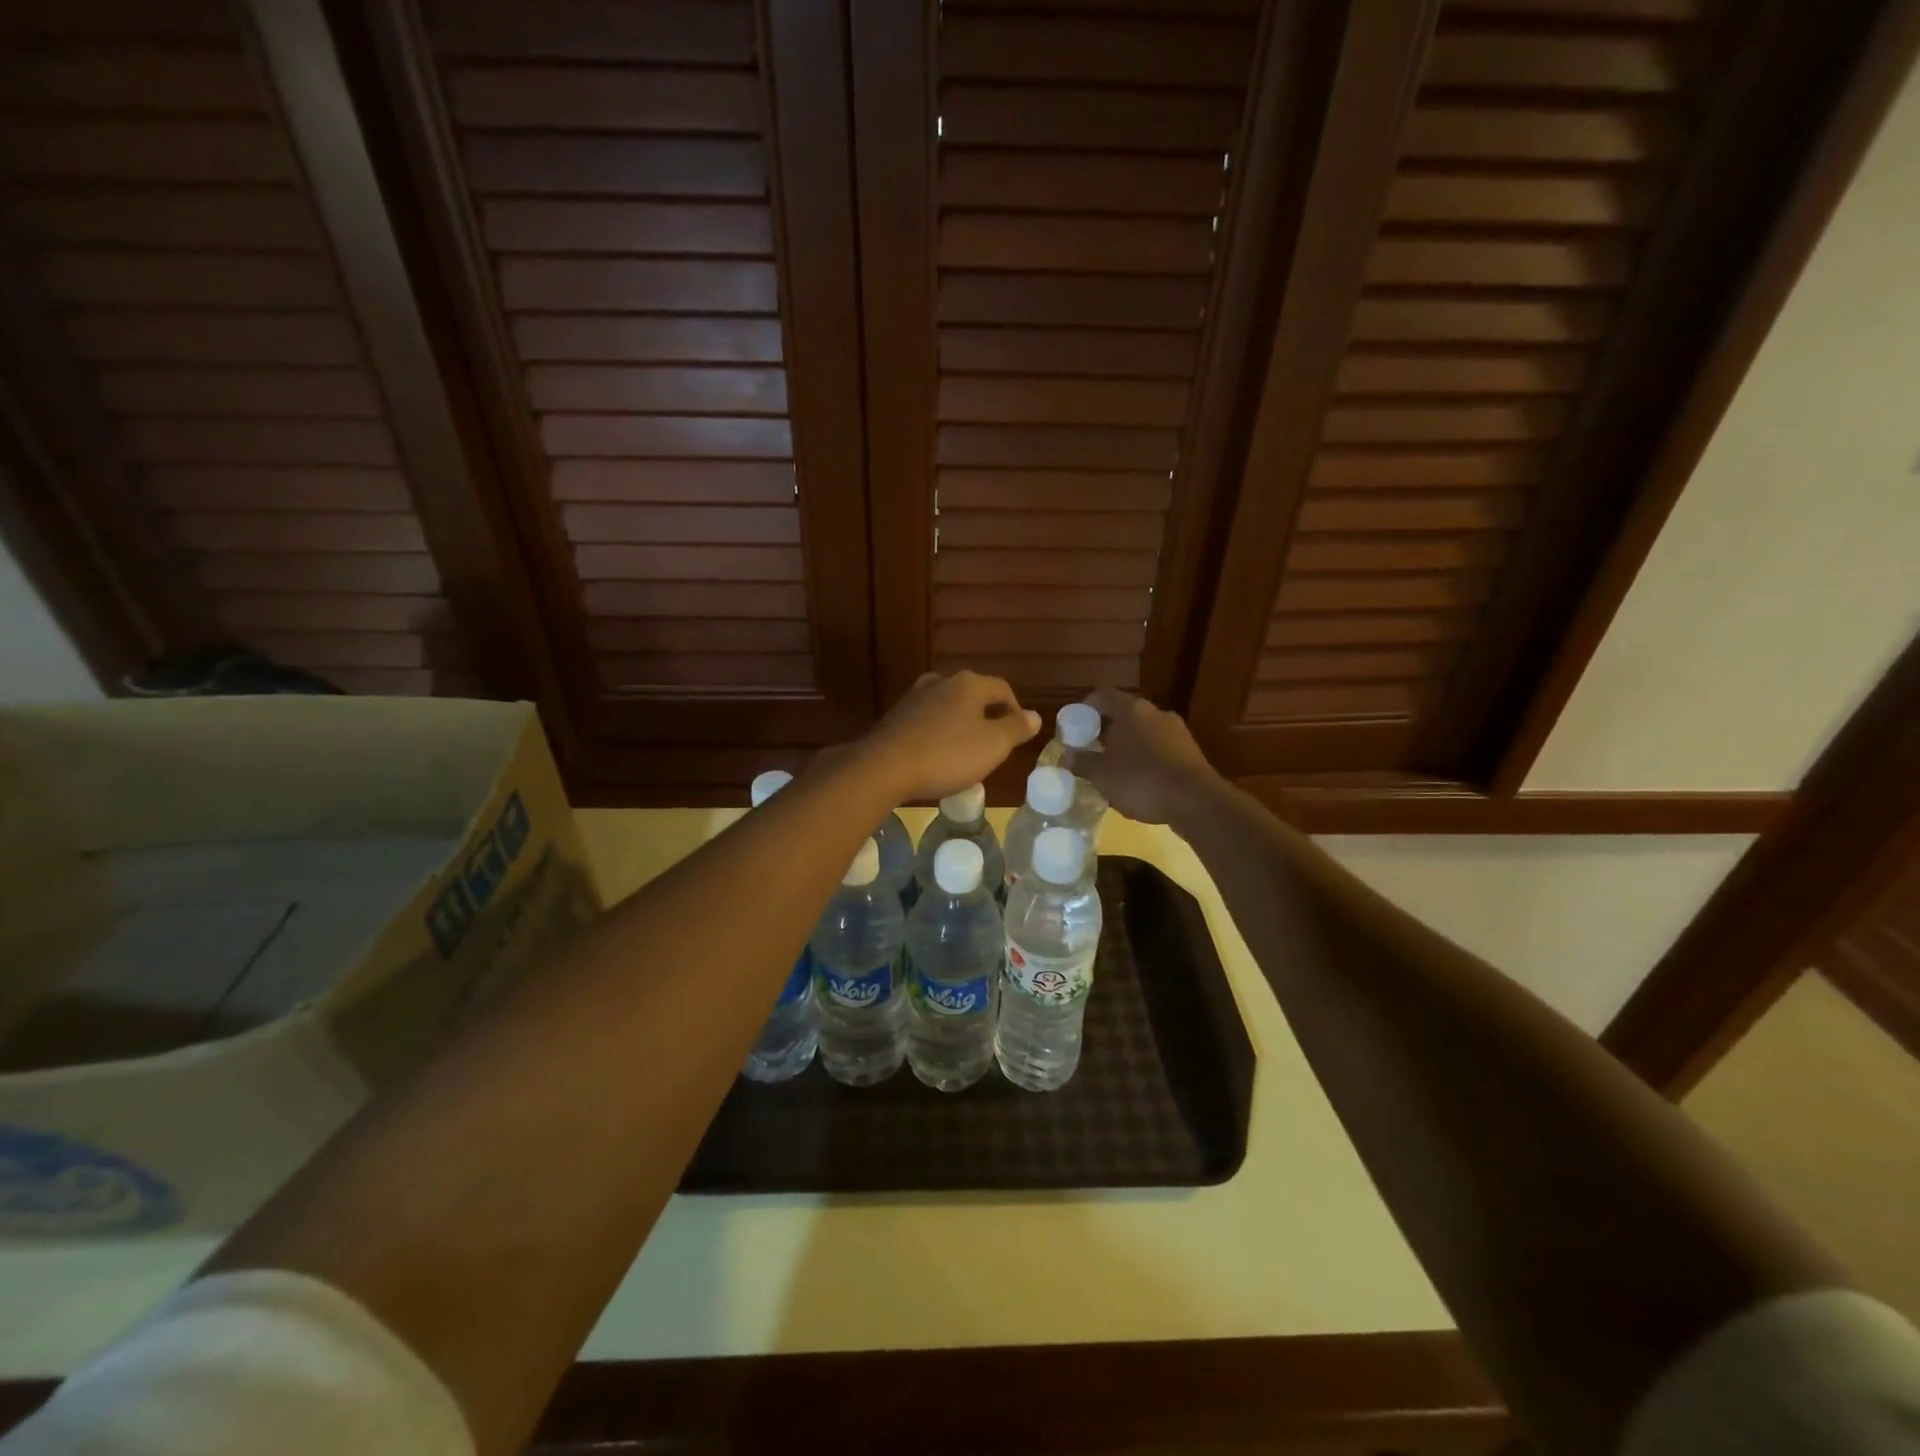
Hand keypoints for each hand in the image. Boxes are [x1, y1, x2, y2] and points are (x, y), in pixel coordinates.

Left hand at [855, 671, 1041, 803]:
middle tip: (993, 746)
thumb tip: (1035, 716)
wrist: (884, 768)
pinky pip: (927, 723)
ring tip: (966, 754)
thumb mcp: (993, 745)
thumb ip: (1016, 728)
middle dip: (987, 718)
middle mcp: (940, 682)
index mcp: (968, 683)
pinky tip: (937, 757)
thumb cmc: (947, 755)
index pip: (1002, 689)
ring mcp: (914, 698)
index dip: (1015, 711)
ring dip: (961, 727)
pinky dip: (938, 735)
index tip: (1018, 736)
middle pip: (974, 696)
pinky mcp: (895, 718)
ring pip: (949, 708)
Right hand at [1078, 688, 1221, 825]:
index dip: (1085, 707)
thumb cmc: (1141, 780)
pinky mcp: (1190, 752)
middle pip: (1124, 713)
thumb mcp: (1102, 775)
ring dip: (1127, 745)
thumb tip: (1066, 757)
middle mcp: (1155, 712)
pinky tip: (1139, 781)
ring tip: (1113, 768)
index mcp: (1131, 710)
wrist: (1196, 801)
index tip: (1074, 725)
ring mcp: (1177, 731)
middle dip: (1106, 730)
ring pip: (1143, 731)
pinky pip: (1160, 748)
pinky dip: (1146, 758)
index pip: (1102, 695)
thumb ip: (1082, 763)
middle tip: (1090, 749)